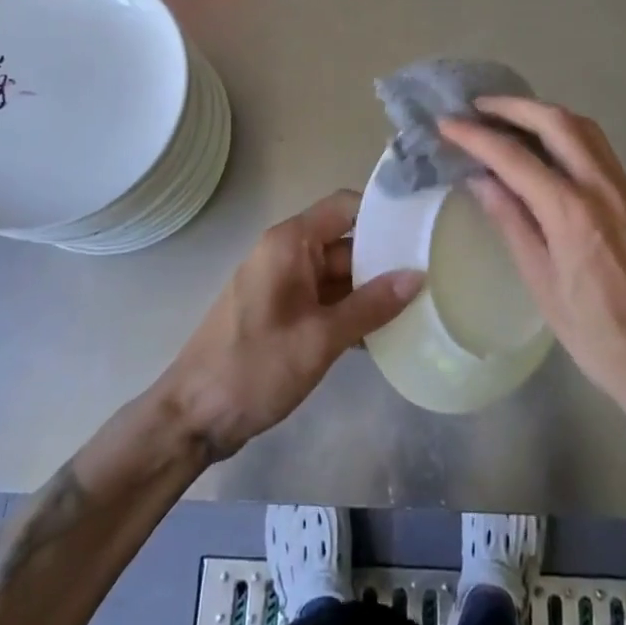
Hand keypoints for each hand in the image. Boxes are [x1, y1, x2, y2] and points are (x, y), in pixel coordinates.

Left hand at [160, 191, 423, 460]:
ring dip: (371, 291)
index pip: (346, 207)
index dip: (383, 213)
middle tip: (432, 274)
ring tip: (419, 304)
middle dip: (384, 259)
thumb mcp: (319, 339)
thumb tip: (417, 275)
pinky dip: (350, 311)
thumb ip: (371, 306)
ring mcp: (283, 283)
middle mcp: (287, 253)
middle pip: (346, 242)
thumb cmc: (254, 368)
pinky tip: (384, 335)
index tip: (422, 229)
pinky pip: (325, 299)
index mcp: (290, 243)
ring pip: (338, 274)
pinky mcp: (282, 311)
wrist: (193, 417)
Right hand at [439, 99, 625, 418]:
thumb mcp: (540, 282)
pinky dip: (566, 131)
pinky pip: (597, 146)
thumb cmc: (592, 332)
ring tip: (508, 117)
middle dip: (513, 107)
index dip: (476, 137)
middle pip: (556, 122)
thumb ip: (511, 221)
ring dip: (543, 113)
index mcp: (571, 211)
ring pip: (583, 127)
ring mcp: (622, 188)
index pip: (514, 158)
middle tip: (477, 107)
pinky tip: (545, 145)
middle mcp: (600, 186)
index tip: (447, 123)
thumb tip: (481, 179)